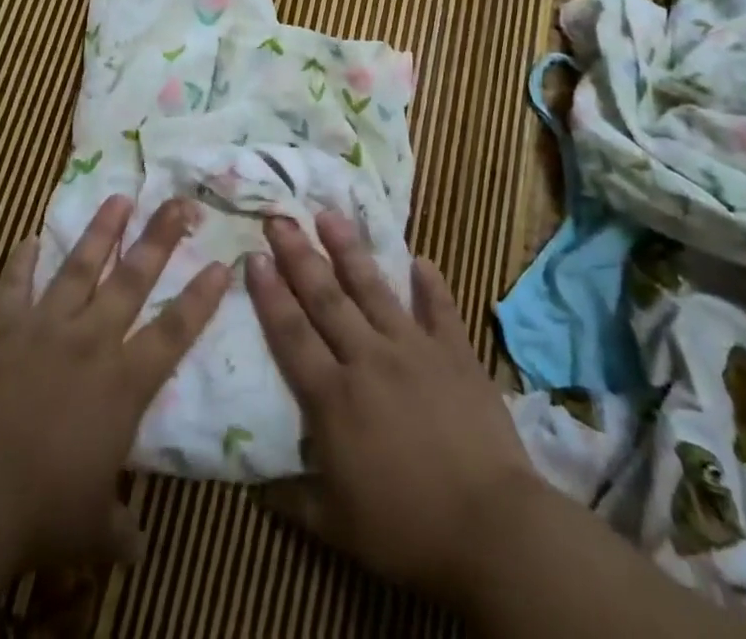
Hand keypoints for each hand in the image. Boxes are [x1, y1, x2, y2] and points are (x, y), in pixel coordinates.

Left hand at [0, 195, 230, 571]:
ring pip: (80, 266)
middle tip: (178, 200)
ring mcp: (44, 326)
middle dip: (159, 237)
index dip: (200, 297)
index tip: (222, 262)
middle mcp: (91, 340)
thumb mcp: (91, 531)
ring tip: (118, 197)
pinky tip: (27, 238)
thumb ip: (120, 528)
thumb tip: (138, 548)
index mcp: (122, 383)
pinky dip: (20, 261)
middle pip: (133, 278)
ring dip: (101, 231)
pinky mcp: (0, 326)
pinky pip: (13, 285)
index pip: (174, 331)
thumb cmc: (40, 510)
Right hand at [247, 212, 545, 606]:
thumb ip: (294, 499)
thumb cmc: (408, 530)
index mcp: (334, 397)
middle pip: (326, 297)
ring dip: (349, 250)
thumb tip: (255, 487)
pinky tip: (422, 259)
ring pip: (374, 289)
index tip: (253, 256)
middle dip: (298, 255)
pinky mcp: (455, 353)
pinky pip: (440, 309)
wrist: (492, 529)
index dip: (270, 295)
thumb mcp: (338, 527)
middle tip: (279, 218)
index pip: (292, 334)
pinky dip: (431, 284)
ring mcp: (414, 349)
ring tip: (330, 214)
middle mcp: (368, 358)